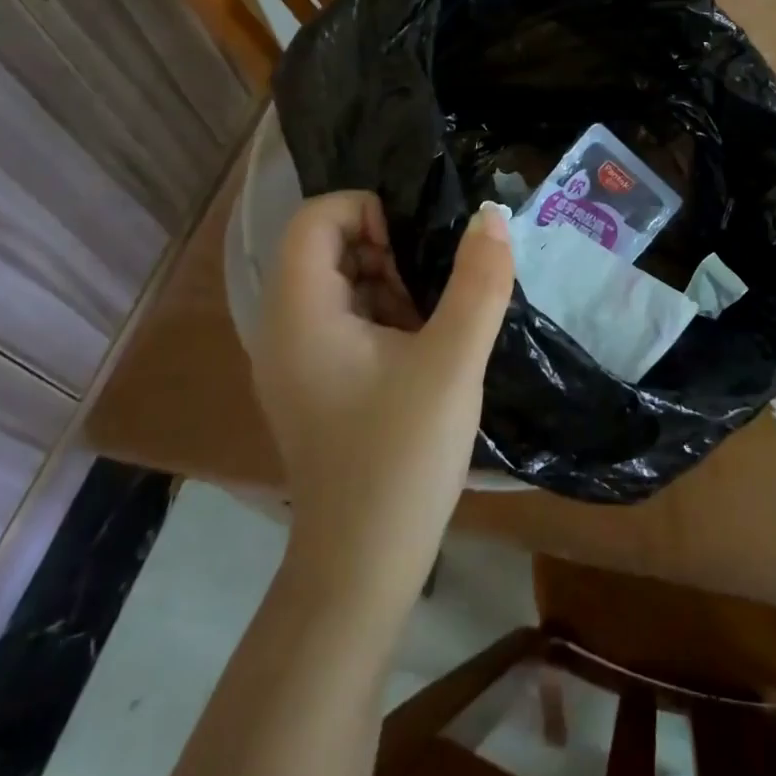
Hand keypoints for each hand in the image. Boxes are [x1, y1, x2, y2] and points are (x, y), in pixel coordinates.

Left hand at [253, 193, 512, 619]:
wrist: (364, 566)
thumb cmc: (402, 457)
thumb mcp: (452, 362)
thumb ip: (478, 282)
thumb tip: (492, 216)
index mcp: (300, 313)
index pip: (315, 217)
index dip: (368, 210)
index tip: (417, 248)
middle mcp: (284, 329)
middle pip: (326, 248)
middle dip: (386, 250)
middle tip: (434, 289)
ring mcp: (297, 360)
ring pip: (341, 284)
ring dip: (391, 285)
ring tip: (436, 323)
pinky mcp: (316, 384)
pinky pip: (346, 322)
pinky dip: (385, 318)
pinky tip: (424, 353)